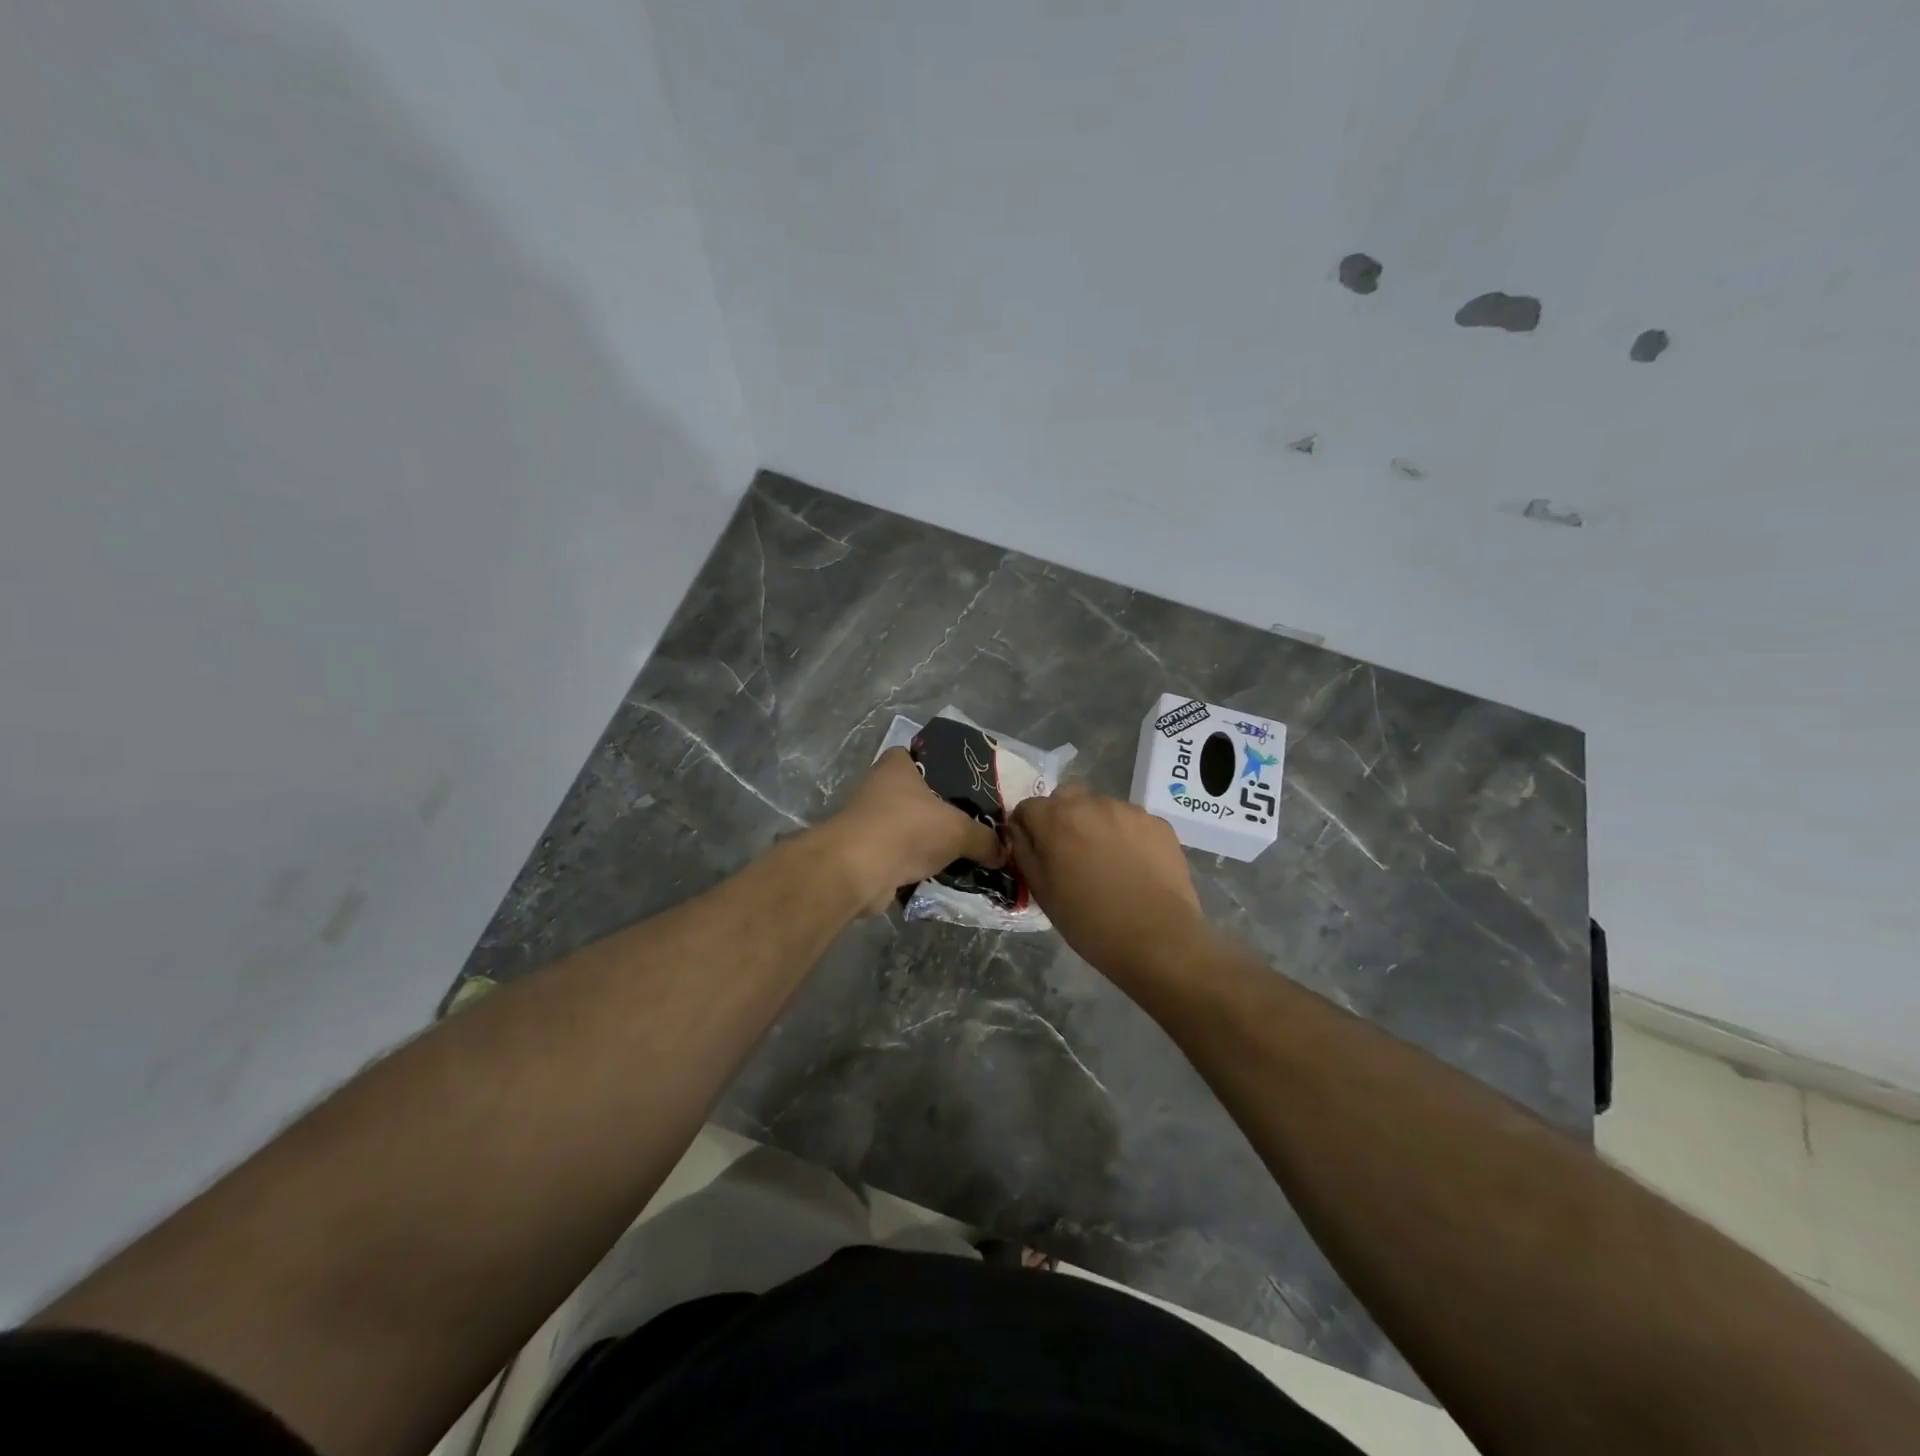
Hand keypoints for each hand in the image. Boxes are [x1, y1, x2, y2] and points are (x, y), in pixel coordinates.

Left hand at [820, 748, 1005, 913]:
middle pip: (922, 796)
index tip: (974, 788)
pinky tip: (947, 877)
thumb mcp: (959, 830)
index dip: (950, 769)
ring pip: (913, 829)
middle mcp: (880, 787)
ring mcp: (871, 821)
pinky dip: (920, 867)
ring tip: (969, 854)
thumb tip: (1005, 853)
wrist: (857, 870)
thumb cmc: (907, 829)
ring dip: (933, 843)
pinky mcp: (868, 853)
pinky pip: (903, 856)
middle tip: (979, 825)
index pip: (926, 757)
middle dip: (946, 813)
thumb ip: (985, 839)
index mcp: (898, 765)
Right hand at [1009, 783, 1210, 977]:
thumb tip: (1021, 832)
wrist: (1157, 939)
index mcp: (1055, 819)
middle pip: (1066, 797)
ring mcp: (1128, 810)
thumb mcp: (1043, 892)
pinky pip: (1132, 821)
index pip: (1028, 807)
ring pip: (1101, 807)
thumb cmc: (1089, 922)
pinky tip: (1135, 866)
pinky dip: (1127, 835)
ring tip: (1107, 861)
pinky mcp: (1158, 823)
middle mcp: (1090, 803)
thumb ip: (1025, 853)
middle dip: (1061, 817)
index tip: (1035, 850)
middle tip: (1070, 851)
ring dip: (1096, 824)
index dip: (1027, 827)